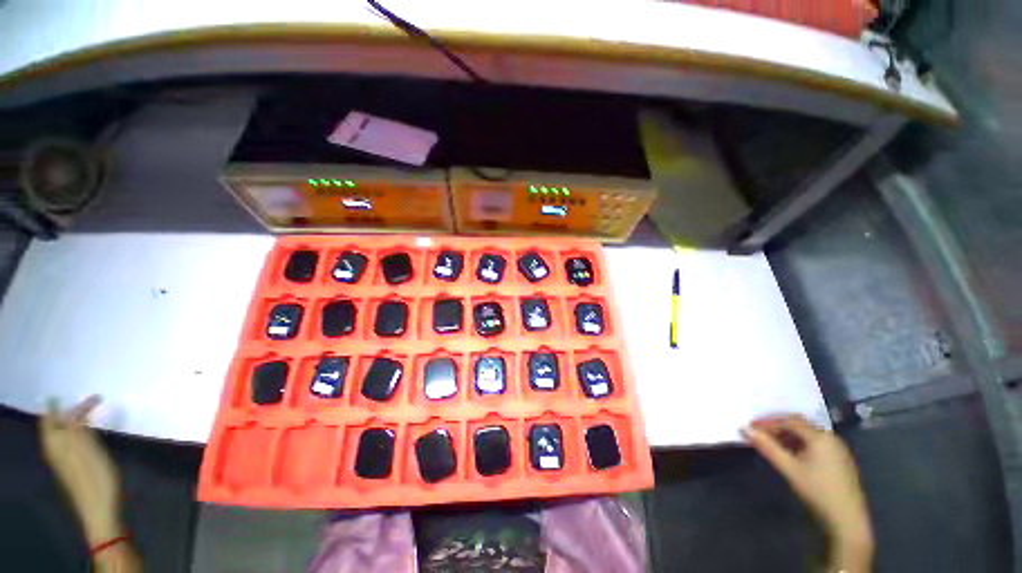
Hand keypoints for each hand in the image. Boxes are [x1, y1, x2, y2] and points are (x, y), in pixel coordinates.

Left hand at [39, 396, 122, 544]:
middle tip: (72, 401)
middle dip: (60, 413)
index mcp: (56, 443)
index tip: (77, 395)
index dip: (60, 406)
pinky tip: (84, 434)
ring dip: (68, 422)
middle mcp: (55, 449)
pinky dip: (75, 433)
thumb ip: (77, 429)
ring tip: (79, 414)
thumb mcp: (86, 449)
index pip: (53, 418)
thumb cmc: (93, 475)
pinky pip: (69, 443)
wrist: (98, 506)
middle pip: (54, 426)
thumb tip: (74, 412)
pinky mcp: (74, 466)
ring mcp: (65, 460)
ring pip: (61, 435)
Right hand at [744, 415, 872, 552]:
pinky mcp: (839, 459)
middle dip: (777, 426)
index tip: (750, 426)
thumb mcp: (790, 469)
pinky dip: (798, 443)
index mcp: (820, 437)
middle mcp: (830, 437)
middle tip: (759, 432)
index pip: (789, 421)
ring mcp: (837, 448)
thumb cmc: (818, 491)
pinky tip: (790, 453)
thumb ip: (768, 448)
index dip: (768, 422)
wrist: (847, 519)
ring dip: (787, 435)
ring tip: (771, 443)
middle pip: (799, 424)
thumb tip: (746, 429)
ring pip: (807, 433)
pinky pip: (815, 442)